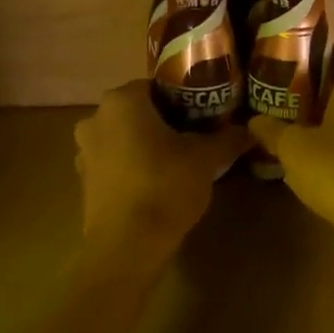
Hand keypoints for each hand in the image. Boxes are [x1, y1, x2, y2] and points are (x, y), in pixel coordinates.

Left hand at [74, 81, 248, 255]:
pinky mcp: (84, 181)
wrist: (126, 246)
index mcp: (122, 101)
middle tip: (194, 138)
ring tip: (176, 164)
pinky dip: (131, 167)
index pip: (157, 86)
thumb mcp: (206, 159)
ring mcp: (84, 150)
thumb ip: (227, 138)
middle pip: (137, 112)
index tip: (204, 116)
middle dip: (164, 122)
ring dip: (145, 145)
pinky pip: (113, 163)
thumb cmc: (165, 187)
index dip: (183, 99)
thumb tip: (250, 130)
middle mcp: (96, 117)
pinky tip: (154, 185)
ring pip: (123, 137)